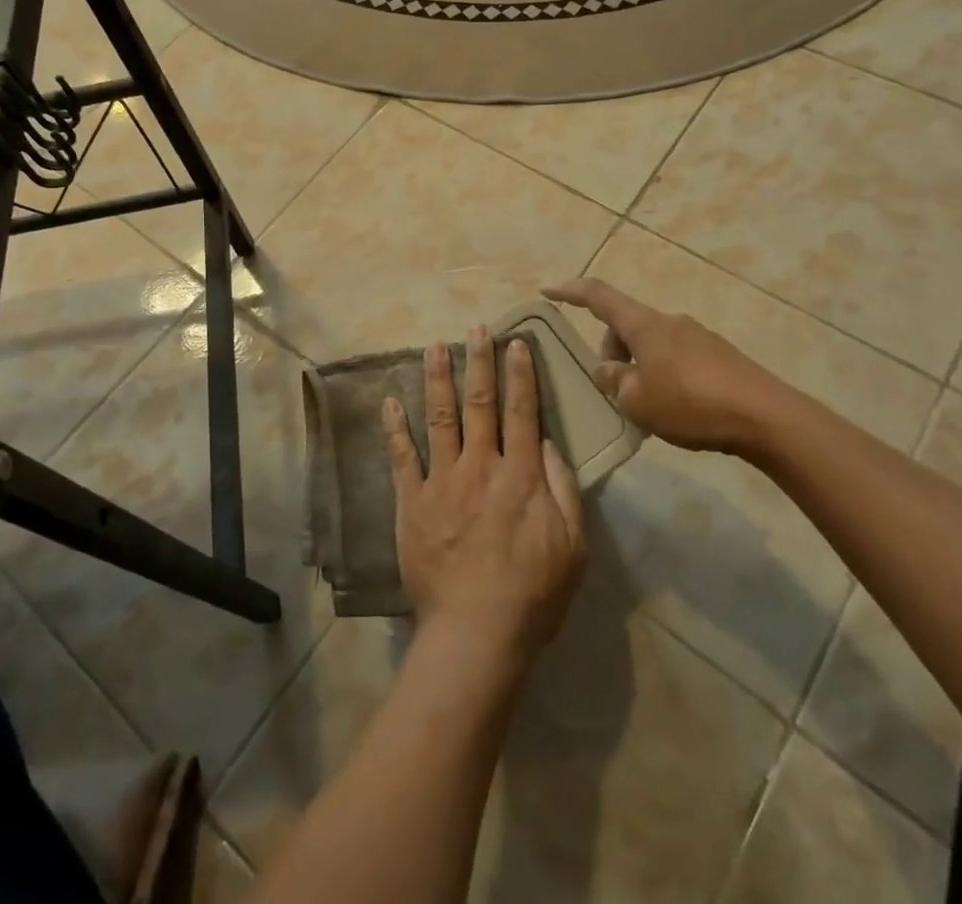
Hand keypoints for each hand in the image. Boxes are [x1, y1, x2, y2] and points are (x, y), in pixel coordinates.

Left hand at [383, 329, 586, 669]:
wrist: (476, 633)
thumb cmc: (532, 594)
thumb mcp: (572, 546)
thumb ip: (563, 490)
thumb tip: (546, 444)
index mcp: (519, 476)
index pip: (521, 411)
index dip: (520, 374)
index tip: (516, 343)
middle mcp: (480, 466)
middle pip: (480, 404)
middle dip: (479, 362)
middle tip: (476, 329)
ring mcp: (442, 481)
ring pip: (439, 418)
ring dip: (436, 378)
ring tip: (432, 345)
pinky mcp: (412, 502)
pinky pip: (401, 457)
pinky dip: (394, 428)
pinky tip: (389, 402)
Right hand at [543, 278, 810, 454]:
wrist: (765, 417)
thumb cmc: (691, 403)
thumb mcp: (637, 400)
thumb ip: (613, 381)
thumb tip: (607, 369)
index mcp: (644, 325)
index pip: (598, 297)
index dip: (570, 291)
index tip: (547, 290)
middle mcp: (669, 322)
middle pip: (626, 326)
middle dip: (611, 351)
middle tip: (613, 390)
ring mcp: (698, 336)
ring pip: (652, 344)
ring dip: (639, 367)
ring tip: (647, 408)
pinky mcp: (719, 356)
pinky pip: (677, 358)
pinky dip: (664, 376)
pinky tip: (676, 410)